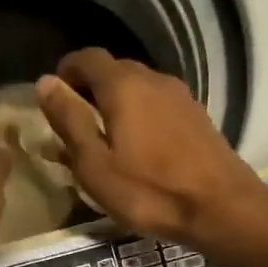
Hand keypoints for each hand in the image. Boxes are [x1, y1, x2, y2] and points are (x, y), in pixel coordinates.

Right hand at [36, 50, 267, 266]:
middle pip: (114, 71)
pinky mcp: (197, 117)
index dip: (67, 72)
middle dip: (90, 90)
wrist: (221, 208)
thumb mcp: (95, 165)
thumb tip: (46, 82)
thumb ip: (69, 121)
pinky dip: (140, 116)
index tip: (55, 97)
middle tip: (75, 124)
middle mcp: (153, 79)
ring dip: (117, 105)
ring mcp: (180, 96)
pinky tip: (139, 149)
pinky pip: (158, 106)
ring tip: (105, 140)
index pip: (88, 58)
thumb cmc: (149, 192)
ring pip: (139, 89)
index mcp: (123, 86)